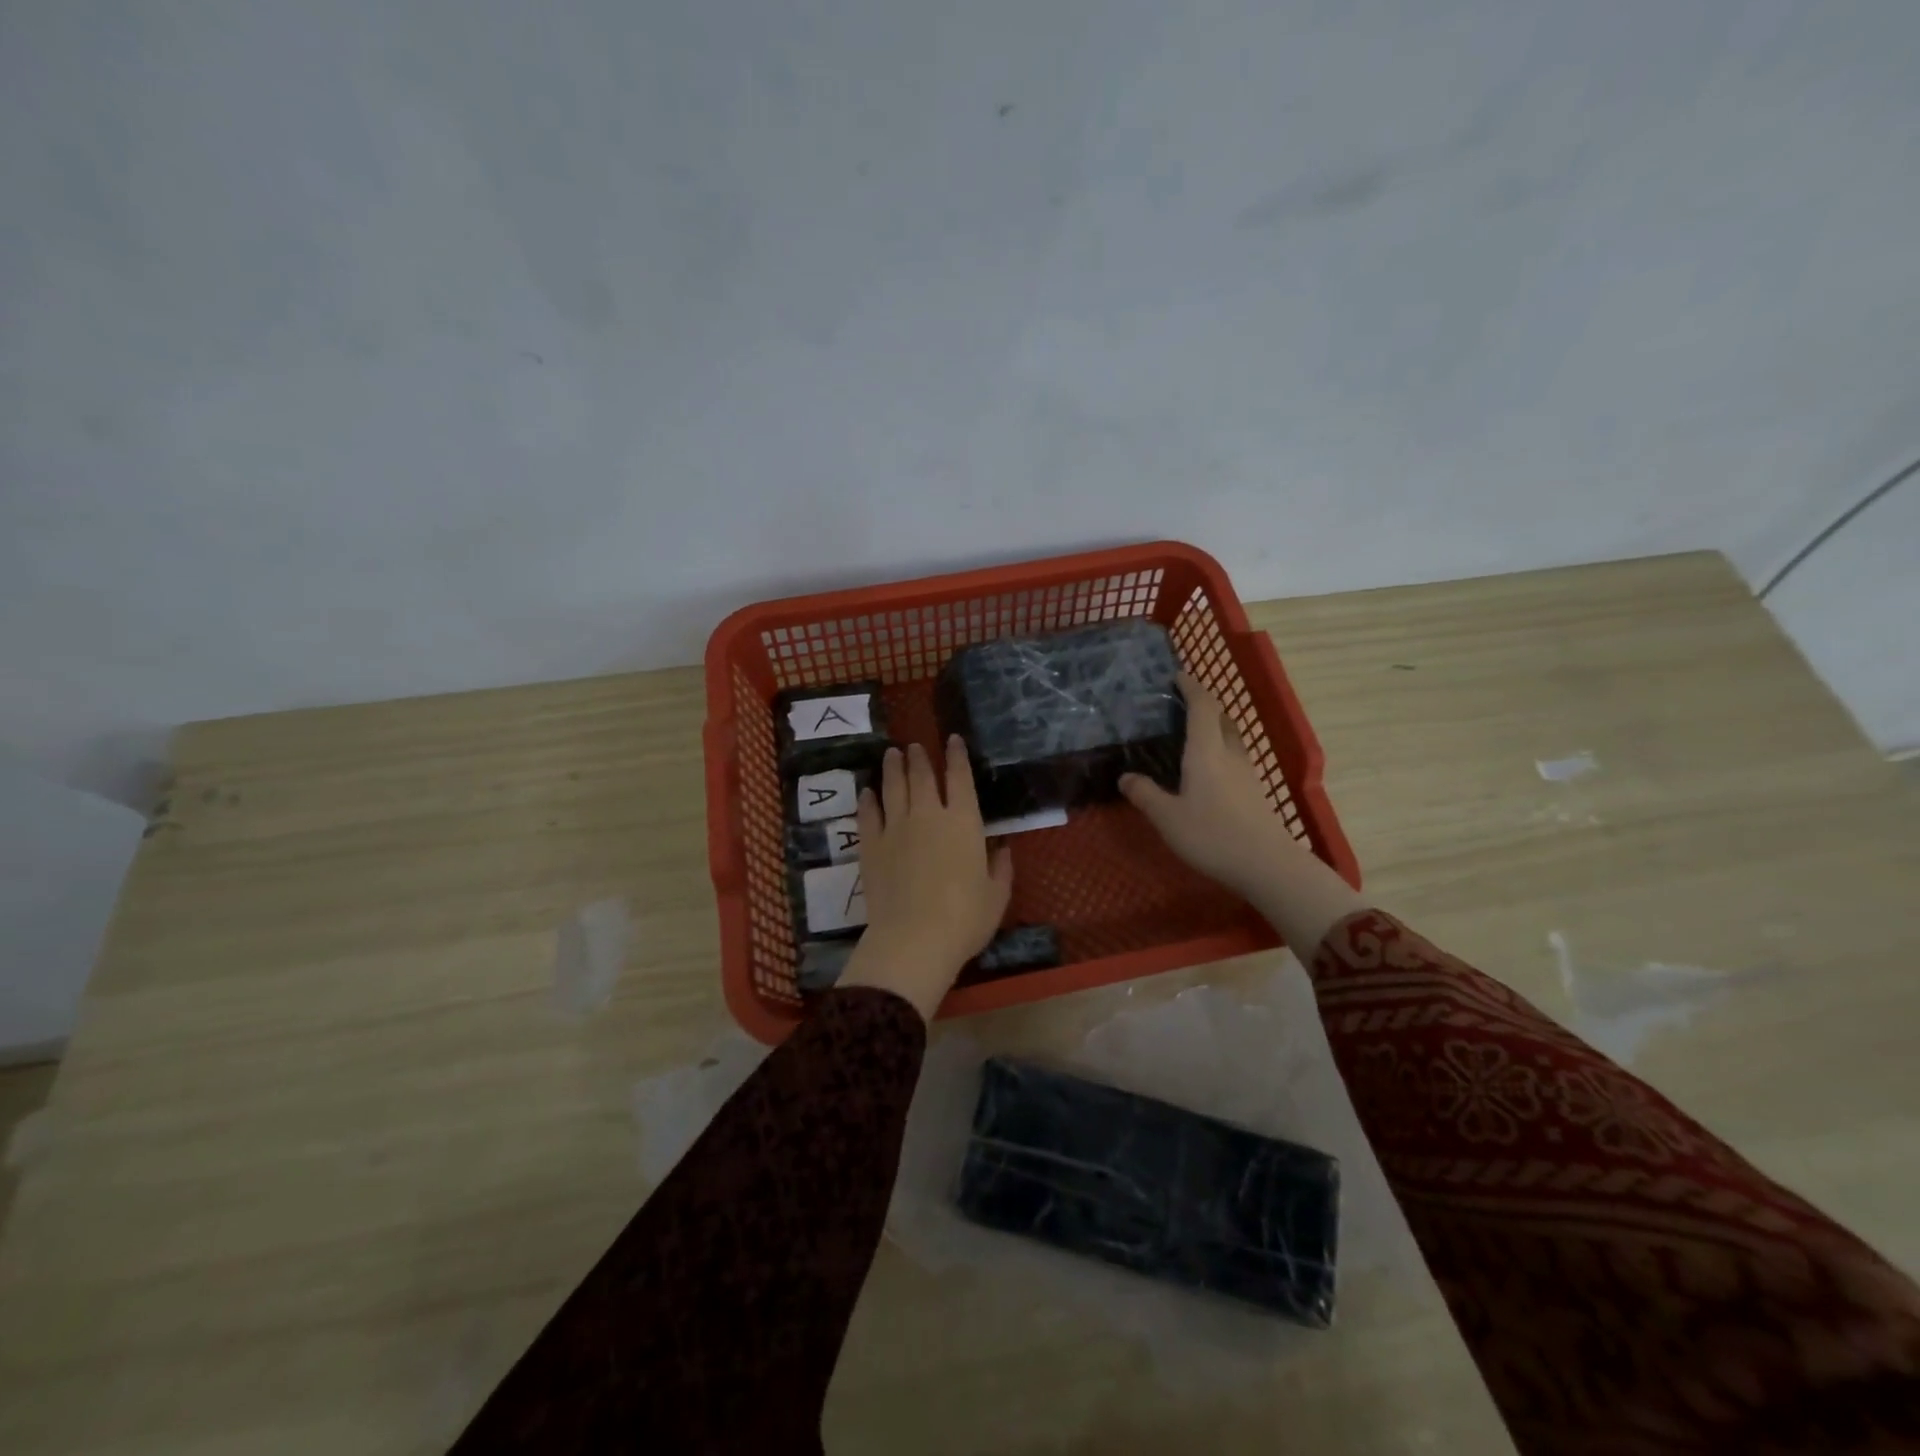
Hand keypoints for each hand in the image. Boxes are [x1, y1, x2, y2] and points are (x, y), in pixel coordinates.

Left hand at [838, 738, 1013, 1020]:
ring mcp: (895, 828)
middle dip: (919, 757)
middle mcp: (928, 815)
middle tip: (913, 746)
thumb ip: (1001, 868)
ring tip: (891, 754)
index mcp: (963, 822)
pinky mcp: (871, 846)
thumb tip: (1001, 848)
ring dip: (892, 768)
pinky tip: (867, 793)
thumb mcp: (996, 896)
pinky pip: (868, 814)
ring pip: (892, 788)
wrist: (913, 939)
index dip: (957, 756)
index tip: (953, 740)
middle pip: (921, 776)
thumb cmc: (964, 919)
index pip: (960, 778)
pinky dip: (868, 800)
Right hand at [1121, 673, 1362, 956]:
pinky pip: (1234, 757)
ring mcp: (1247, 772)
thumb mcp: (1167, 817)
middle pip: (1221, 717)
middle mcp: (1230, 754)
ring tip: (1192, 733)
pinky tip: (1207, 768)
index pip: (1202, 706)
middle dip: (1204, 704)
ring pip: (1231, 737)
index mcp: (1206, 751)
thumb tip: (1125, 776)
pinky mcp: (1254, 791)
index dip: (1191, 687)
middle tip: (1181, 704)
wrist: (1266, 865)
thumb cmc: (1212, 835)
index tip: (1177, 676)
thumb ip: (1145, 794)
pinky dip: (1220, 749)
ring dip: (1214, 727)